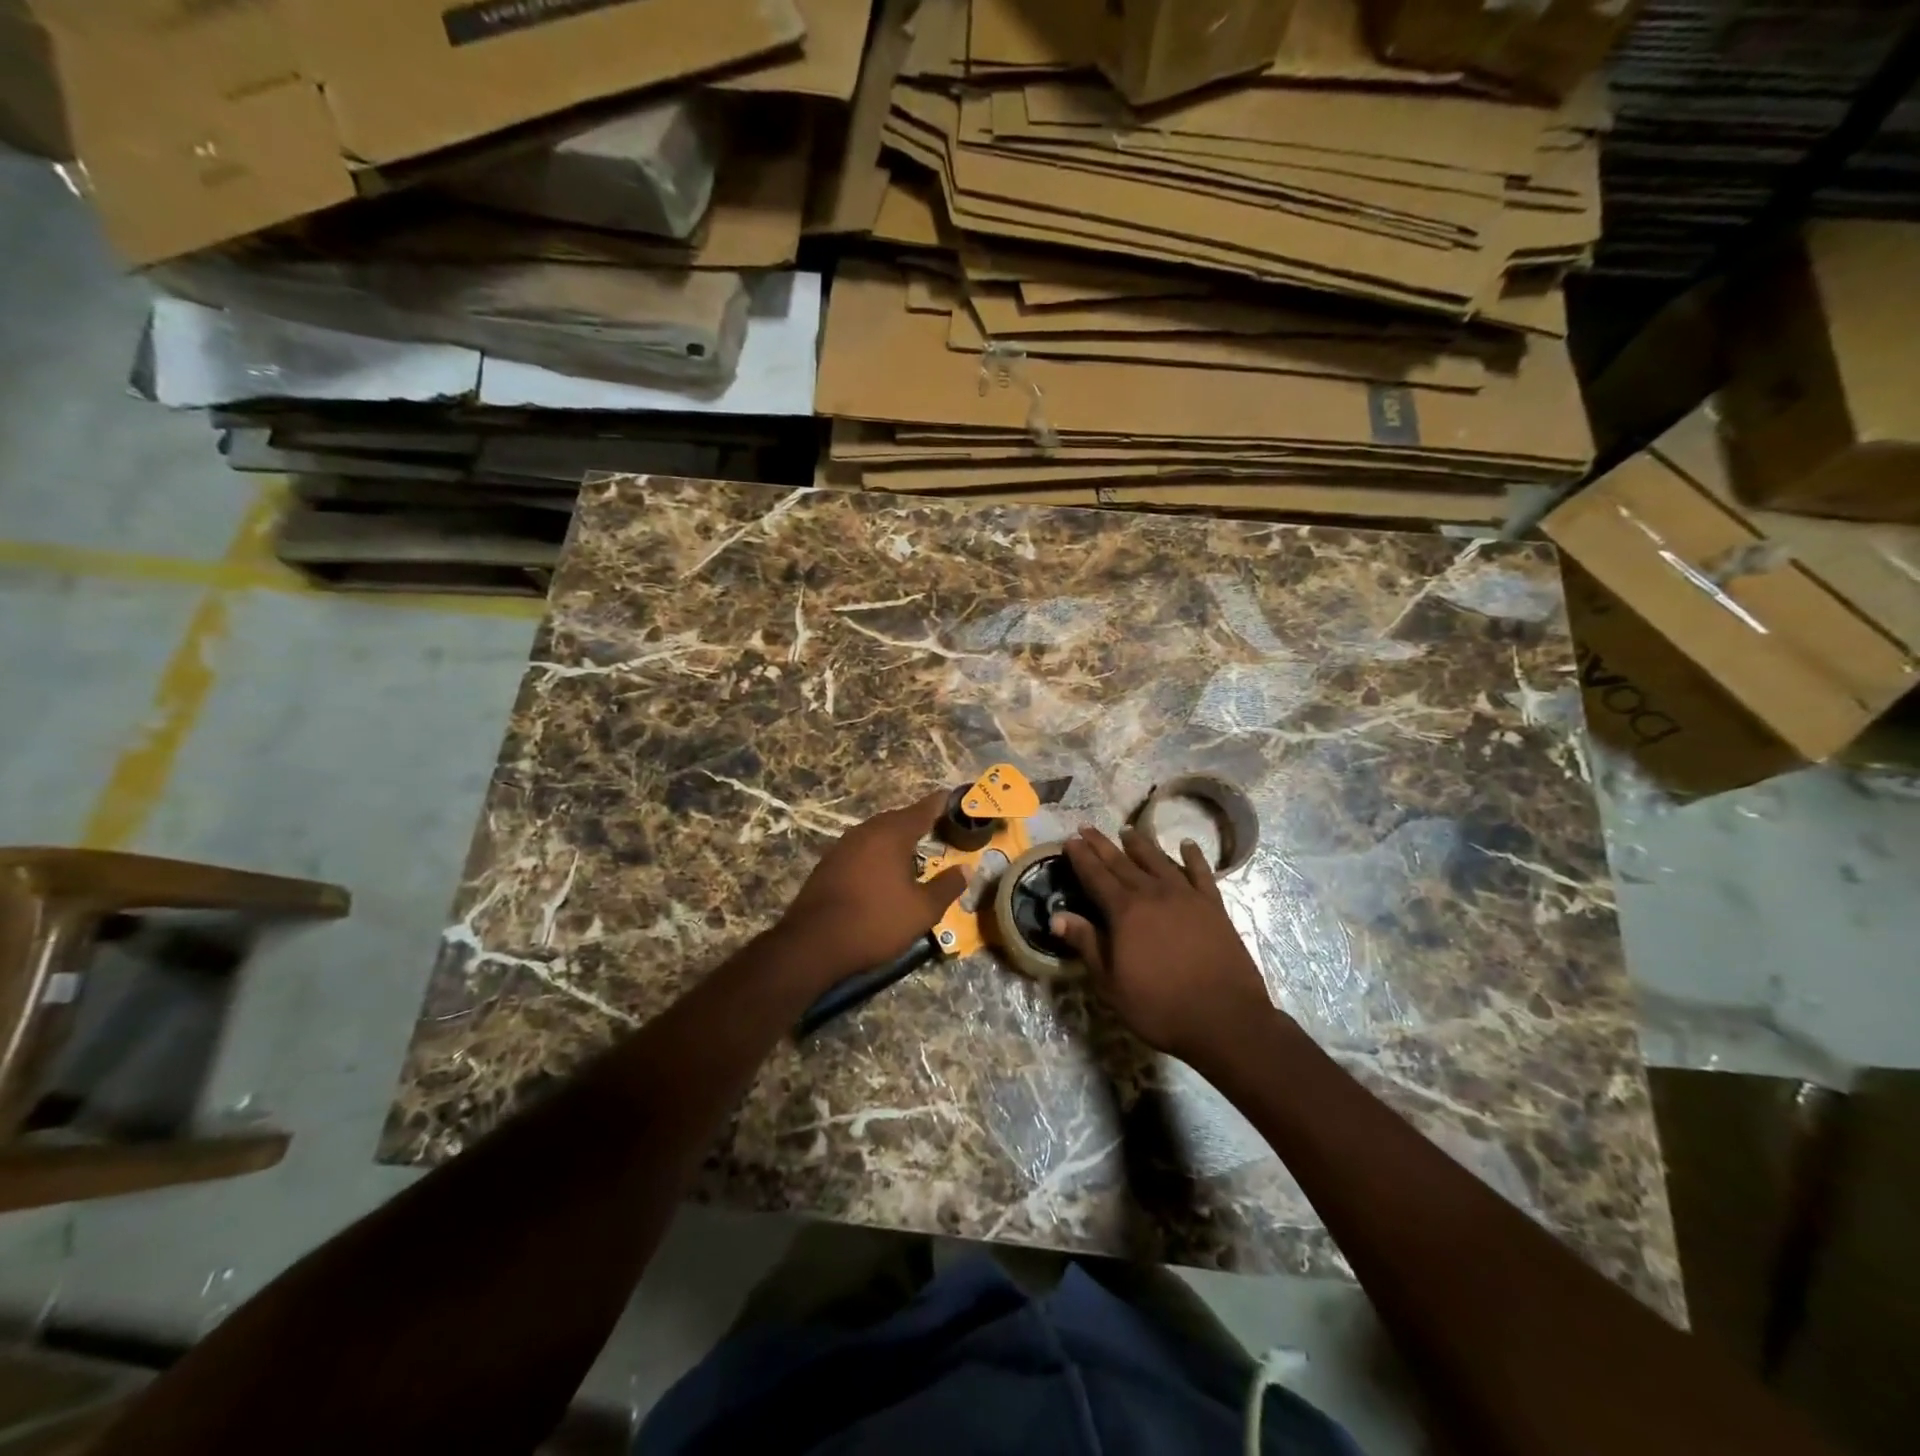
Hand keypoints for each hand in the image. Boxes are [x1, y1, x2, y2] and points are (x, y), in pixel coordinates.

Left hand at [775, 790, 968, 985]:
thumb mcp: (922, 910)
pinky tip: (881, 870)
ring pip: (876, 833)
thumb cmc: (876, 922)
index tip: (951, 797)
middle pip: (897, 819)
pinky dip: (875, 852)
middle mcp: (866, 831)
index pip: (922, 810)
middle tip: (936, 827)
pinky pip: (860, 848)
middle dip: (916, 821)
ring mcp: (842, 846)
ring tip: (911, 849)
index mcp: (892, 834)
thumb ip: (947, 886)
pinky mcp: (827, 863)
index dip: (939, 803)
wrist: (813, 943)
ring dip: (894, 838)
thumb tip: (966, 869)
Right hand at [1051, 827, 1276, 1065]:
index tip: (1069, 840)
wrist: (1225, 1018)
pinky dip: (1192, 856)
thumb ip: (1086, 944)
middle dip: (1102, 845)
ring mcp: (1186, 896)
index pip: (1096, 876)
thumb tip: (1057, 917)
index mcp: (1125, 911)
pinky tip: (1186, 845)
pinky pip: (1200, 872)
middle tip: (1087, 828)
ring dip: (1140, 844)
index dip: (1081, 857)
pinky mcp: (1213, 906)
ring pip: (1158, 860)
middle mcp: (1153, 894)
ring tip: (1127, 831)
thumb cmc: (1160, 1006)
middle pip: (1122, 862)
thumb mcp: (1111, 983)